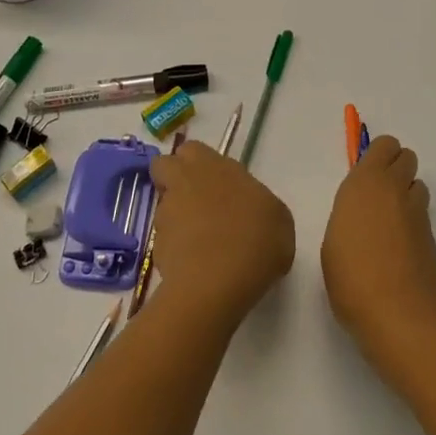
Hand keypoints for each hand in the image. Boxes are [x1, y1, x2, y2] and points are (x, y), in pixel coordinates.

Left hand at [148, 141, 294, 323]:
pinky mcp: (156, 246)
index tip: (215, 181)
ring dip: (176, 215)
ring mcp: (167, 214)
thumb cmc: (255, 241)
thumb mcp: (279, 220)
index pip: (194, 150)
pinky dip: (176, 247)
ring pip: (163, 204)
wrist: (217, 284)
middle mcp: (185, 182)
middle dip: (173, 176)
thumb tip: (252, 212)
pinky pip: (164, 239)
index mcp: (214, 166)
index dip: (199, 163)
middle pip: (164, 166)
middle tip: (194, 198)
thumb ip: (261, 206)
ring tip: (200, 241)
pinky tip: (196, 264)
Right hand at [321, 134, 435, 383]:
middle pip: (407, 158)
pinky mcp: (433, 240)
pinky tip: (399, 255)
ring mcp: (419, 215)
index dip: (378, 156)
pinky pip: (422, 218)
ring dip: (406, 196)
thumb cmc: (351, 276)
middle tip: (378, 197)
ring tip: (389, 226)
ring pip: (417, 187)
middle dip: (396, 169)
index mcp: (367, 183)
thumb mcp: (333, 240)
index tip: (365, 177)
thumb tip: (362, 216)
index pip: (385, 145)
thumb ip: (349, 215)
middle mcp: (396, 190)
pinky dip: (412, 227)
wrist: (398, 315)